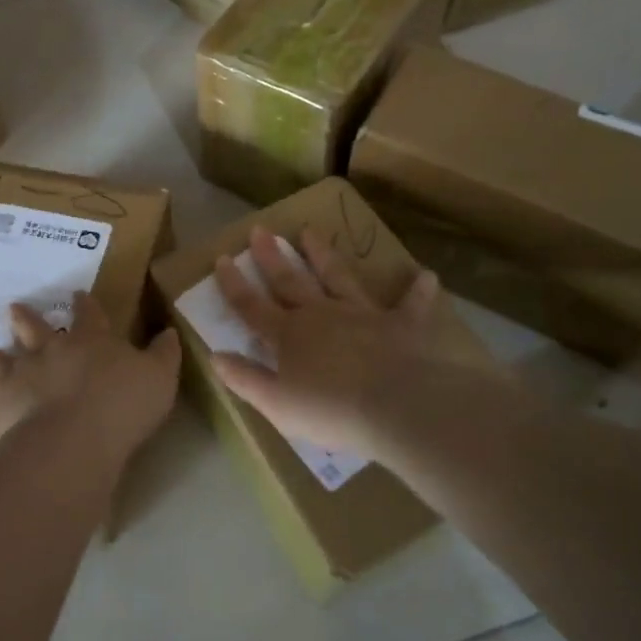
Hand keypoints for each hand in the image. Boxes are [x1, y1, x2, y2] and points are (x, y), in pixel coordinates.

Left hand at [0, 292, 179, 456]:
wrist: (73, 440)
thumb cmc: (122, 406)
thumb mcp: (160, 378)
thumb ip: (164, 354)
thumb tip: (170, 331)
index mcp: (90, 342)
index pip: (89, 314)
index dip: (84, 304)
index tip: (77, 294)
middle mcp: (48, 351)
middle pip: (31, 327)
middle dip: (23, 317)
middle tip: (14, 309)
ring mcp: (17, 375)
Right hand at [212, 224, 441, 459]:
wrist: (396, 406)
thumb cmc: (330, 410)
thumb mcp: (276, 403)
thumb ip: (245, 378)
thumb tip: (215, 355)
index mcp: (288, 335)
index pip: (252, 306)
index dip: (234, 284)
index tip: (223, 259)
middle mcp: (321, 315)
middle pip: (290, 281)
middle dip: (272, 257)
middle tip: (260, 230)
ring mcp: (361, 314)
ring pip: (337, 277)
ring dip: (323, 254)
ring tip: (310, 231)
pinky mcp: (401, 323)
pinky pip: (411, 304)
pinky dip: (418, 290)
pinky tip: (426, 275)